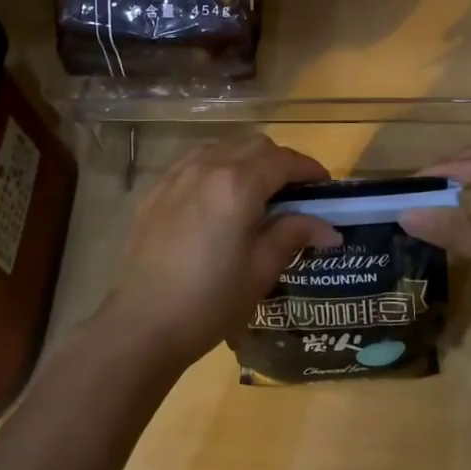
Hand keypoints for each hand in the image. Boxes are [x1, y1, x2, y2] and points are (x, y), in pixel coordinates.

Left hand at [103, 135, 340, 372]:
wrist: (141, 324)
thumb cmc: (210, 301)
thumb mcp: (261, 270)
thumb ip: (293, 235)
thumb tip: (328, 228)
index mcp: (238, 184)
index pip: (284, 160)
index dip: (309, 169)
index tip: (324, 188)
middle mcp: (207, 167)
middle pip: (254, 145)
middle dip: (280, 162)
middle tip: (294, 193)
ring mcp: (176, 175)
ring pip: (223, 147)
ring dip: (247, 160)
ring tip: (257, 193)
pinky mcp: (156, 190)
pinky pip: (194, 162)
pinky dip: (217, 167)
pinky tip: (218, 198)